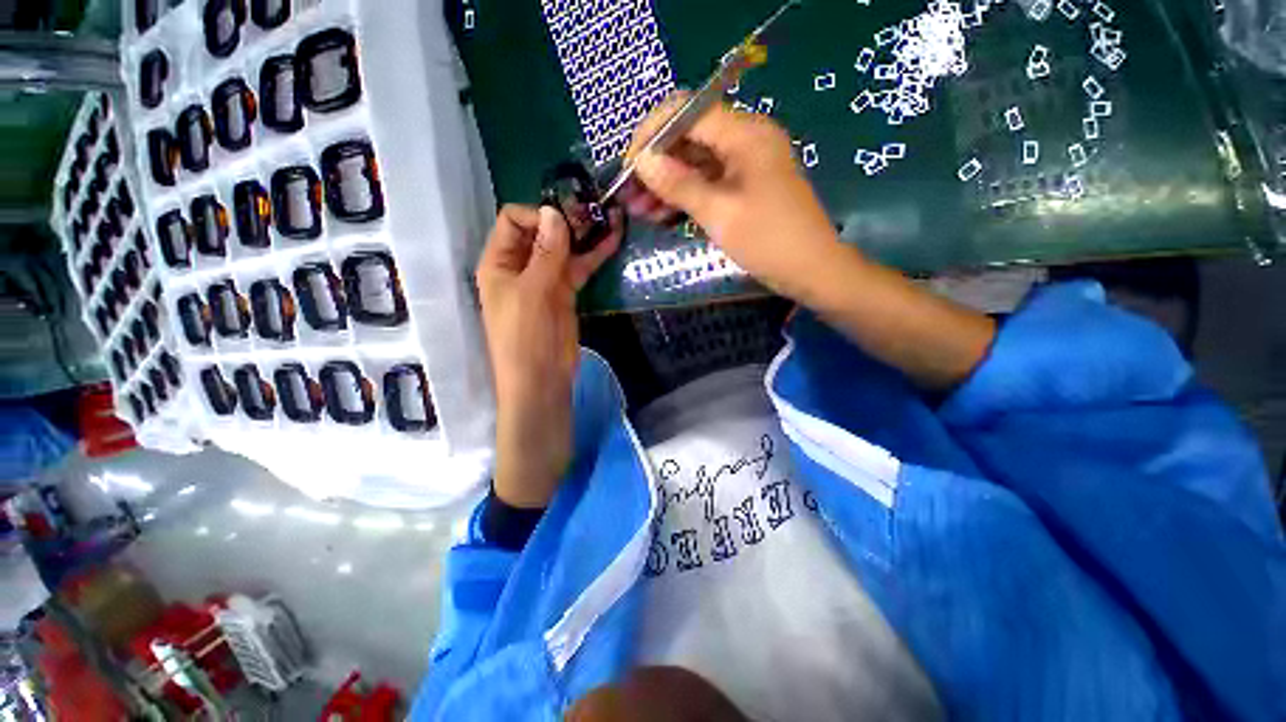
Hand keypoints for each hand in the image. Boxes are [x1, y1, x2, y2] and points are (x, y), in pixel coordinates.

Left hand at [477, 204, 621, 507]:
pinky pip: (579, 267)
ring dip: (585, 234)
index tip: (565, 225)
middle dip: (566, 221)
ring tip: (610, 218)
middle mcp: (520, 267)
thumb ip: (546, 255)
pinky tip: (614, 240)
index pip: (514, 221)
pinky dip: (595, 255)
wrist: (542, 381)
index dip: (538, 217)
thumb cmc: (525, 340)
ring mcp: (545, 280)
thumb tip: (556, 212)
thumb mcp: (532, 294)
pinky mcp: (566, 293)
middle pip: (542, 231)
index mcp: (498, 263)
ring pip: (564, 248)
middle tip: (595, 214)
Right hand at [622, 94, 994, 389]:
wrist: (811, 271)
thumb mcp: (719, 214)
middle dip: (656, 164)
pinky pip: (707, 182)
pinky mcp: (743, 187)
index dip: (652, 134)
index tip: (629, 166)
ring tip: (639, 210)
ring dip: (666, 184)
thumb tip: (641, 161)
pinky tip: (662, 214)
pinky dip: (684, 196)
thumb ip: (679, 185)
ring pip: (695, 163)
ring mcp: (745, 164)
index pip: (687, 111)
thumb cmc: (769, 241)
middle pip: (689, 137)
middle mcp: (745, 139)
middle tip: (629, 195)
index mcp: (745, 133)